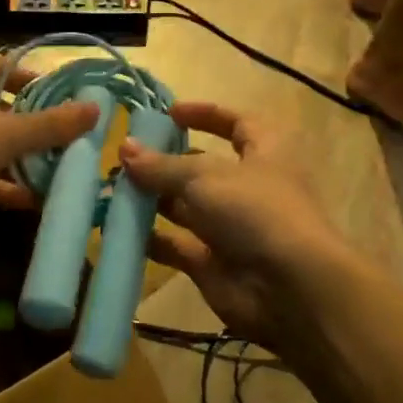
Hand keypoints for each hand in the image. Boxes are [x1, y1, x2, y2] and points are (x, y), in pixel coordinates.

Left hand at [0, 38, 98, 221]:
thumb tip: (97, 109)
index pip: (8, 67)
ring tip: (48, 175)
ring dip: (11, 157)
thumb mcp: (7, 134)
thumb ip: (53, 124)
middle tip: (61, 145)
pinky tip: (22, 199)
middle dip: (27, 129)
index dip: (41, 88)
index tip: (68, 110)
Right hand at [119, 102, 354, 348]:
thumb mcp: (205, 177)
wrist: (290, 289)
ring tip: (112, 189)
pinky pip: (178, 245)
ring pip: (187, 207)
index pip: (235, 122)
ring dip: (153, 199)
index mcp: (264, 151)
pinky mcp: (215, 263)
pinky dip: (152, 238)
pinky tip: (119, 229)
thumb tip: (124, 148)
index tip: (168, 113)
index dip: (204, 114)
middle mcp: (249, 186)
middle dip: (166, 162)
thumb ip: (162, 165)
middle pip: (203, 167)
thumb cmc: (255, 210)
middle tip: (124, 157)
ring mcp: (232, 227)